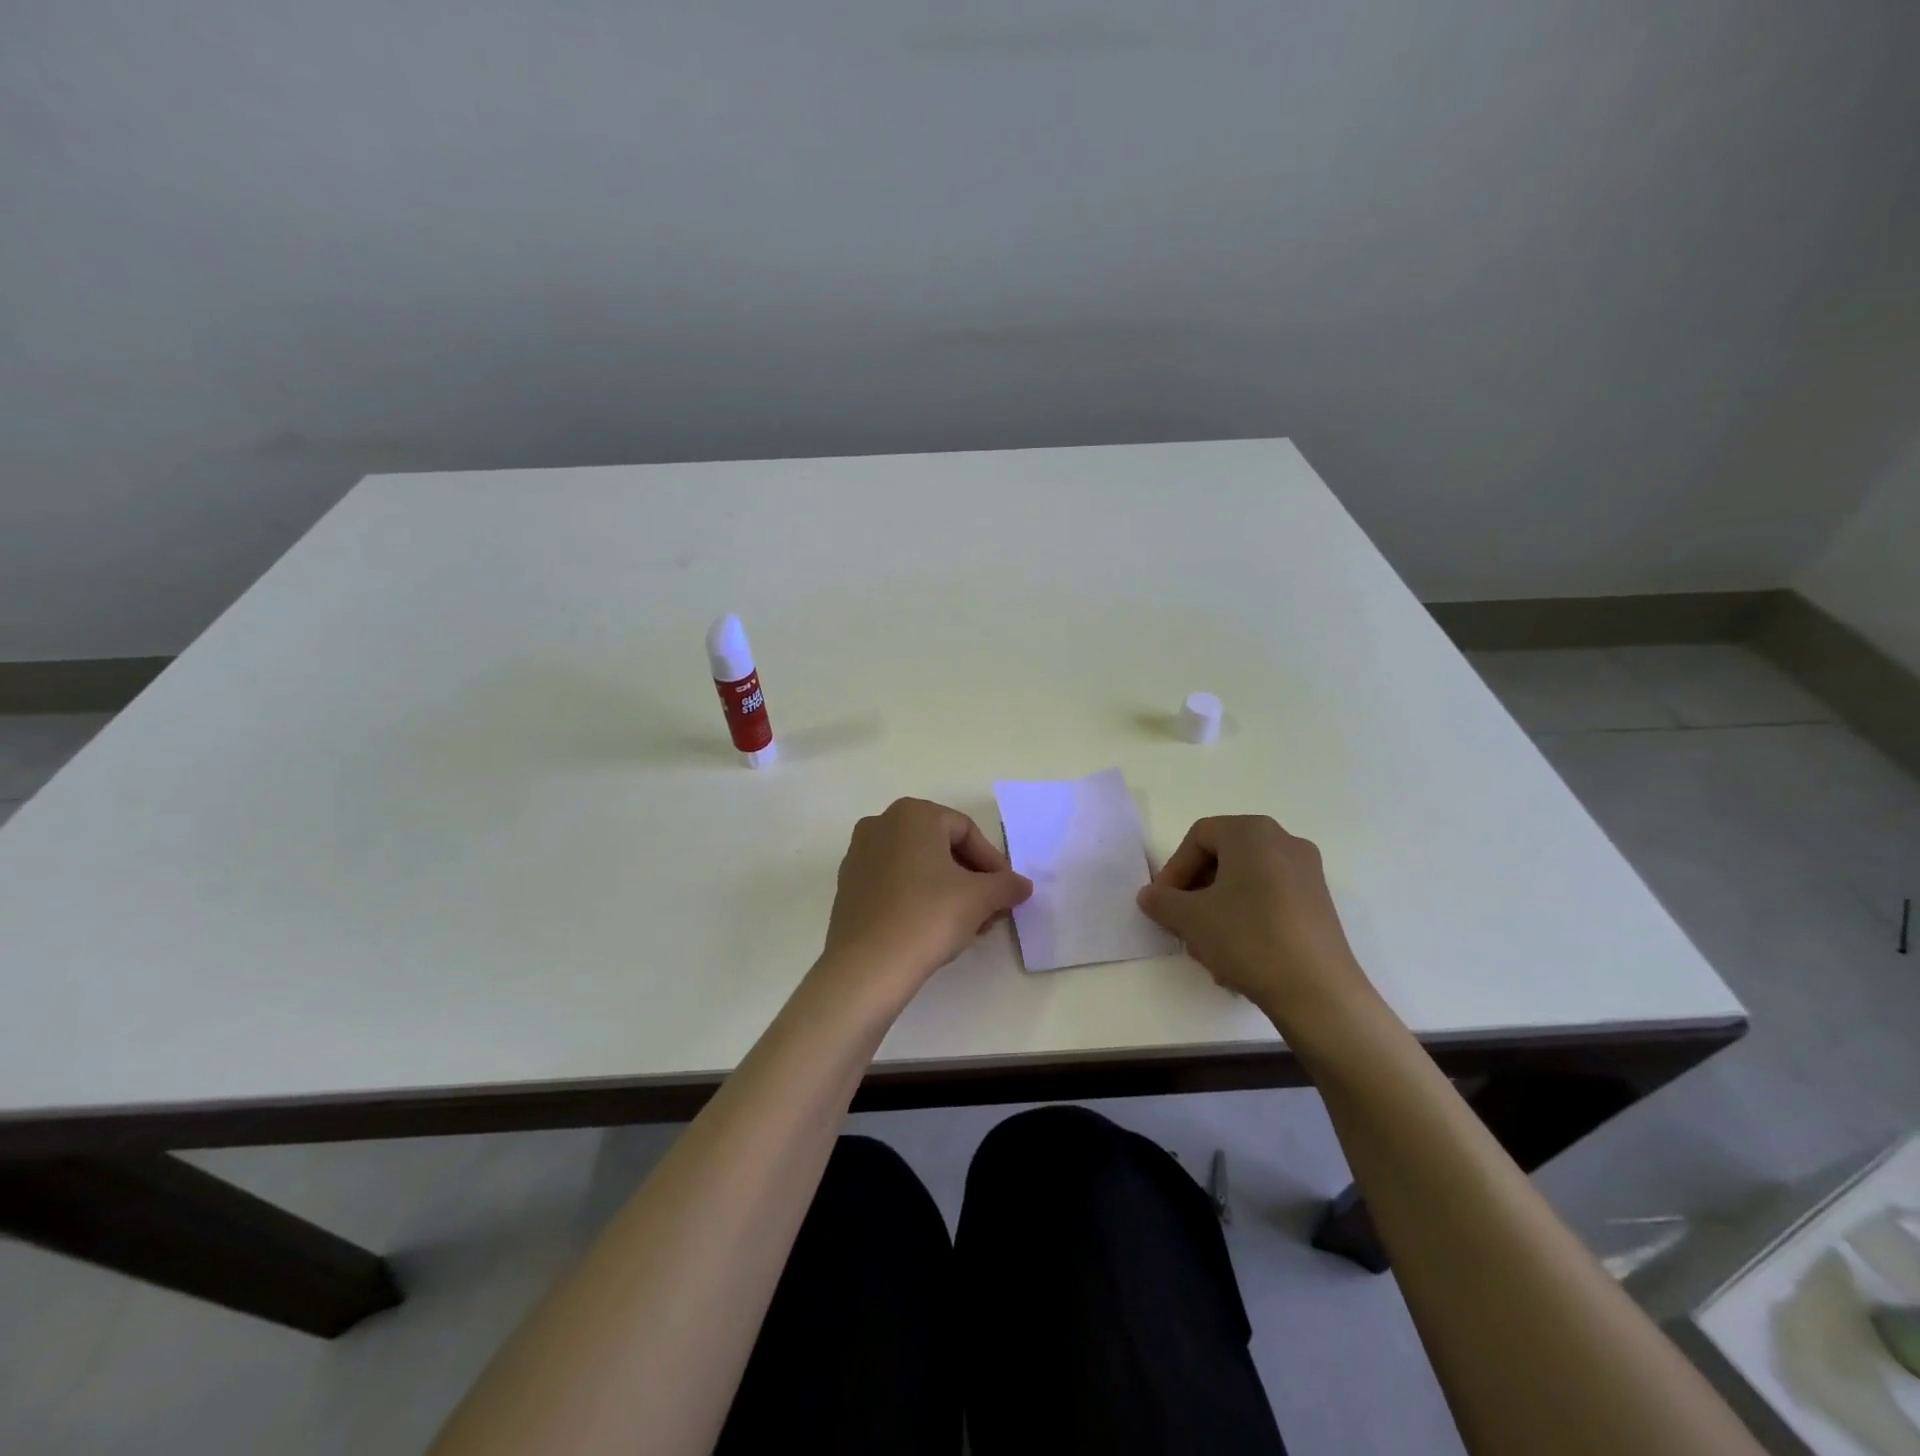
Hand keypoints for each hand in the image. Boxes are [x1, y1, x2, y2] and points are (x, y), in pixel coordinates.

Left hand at [818, 798, 1032, 1003]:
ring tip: (969, 925)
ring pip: (917, 867)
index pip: (966, 831)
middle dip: (971, 878)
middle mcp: (880, 824)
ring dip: (948, 891)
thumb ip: (1006, 885)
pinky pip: (894, 884)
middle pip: (940, 847)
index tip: (1007, 893)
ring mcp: (858, 855)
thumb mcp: (980, 898)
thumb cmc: (928, 916)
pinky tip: (934, 930)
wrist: (867, 966)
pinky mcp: (848, 887)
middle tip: (991, 910)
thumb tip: (1022, 885)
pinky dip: (918, 899)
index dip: (992, 862)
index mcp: (912, 814)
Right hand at [1137, 816, 1371, 1022]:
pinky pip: (1269, 901)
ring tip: (1208, 952)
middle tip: (1182, 926)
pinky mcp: (1319, 905)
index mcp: (1252, 833)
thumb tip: (1150, 896)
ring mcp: (1307, 873)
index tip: (1163, 904)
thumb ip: (1161, 901)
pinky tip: (1237, 959)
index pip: (1198, 838)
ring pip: (1244, 884)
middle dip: (1196, 894)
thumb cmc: (1248, 938)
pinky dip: (1246, 921)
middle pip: (1222, 859)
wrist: (1318, 993)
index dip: (1174, 870)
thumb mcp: (1190, 919)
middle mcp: (1284, 842)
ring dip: (1218, 913)